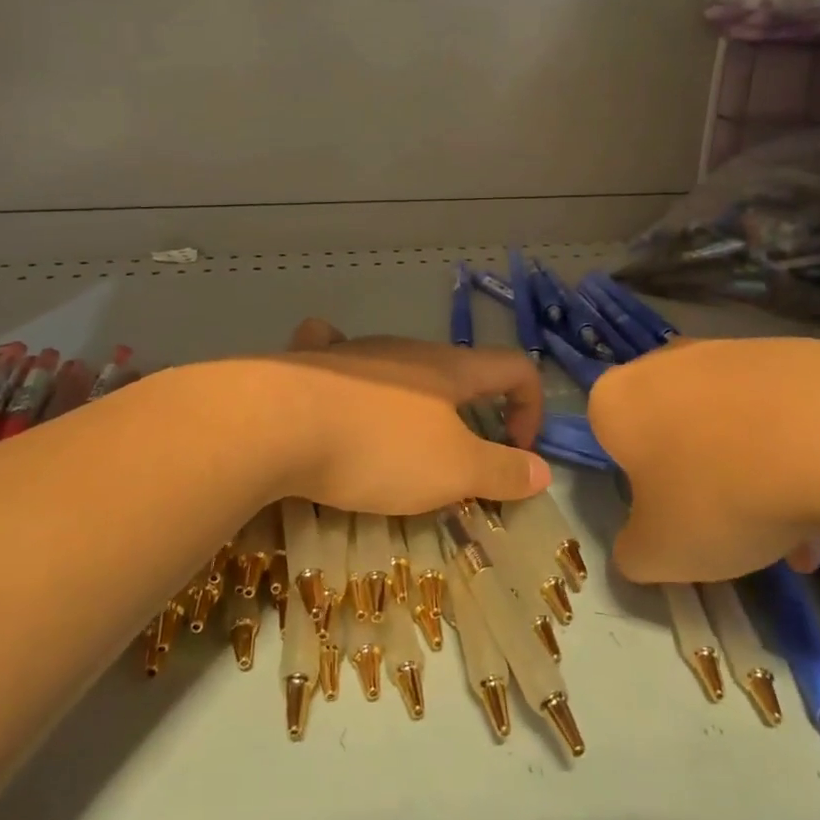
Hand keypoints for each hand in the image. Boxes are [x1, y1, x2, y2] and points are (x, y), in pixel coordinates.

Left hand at [270, 318, 550, 514]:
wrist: (278, 422)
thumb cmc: (379, 447)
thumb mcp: (453, 470)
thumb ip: (502, 470)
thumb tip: (541, 470)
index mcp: (450, 369)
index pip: (514, 367)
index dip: (530, 406)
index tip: (516, 452)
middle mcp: (407, 350)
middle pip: (457, 370)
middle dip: (470, 412)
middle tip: (456, 464)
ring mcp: (356, 351)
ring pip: (399, 365)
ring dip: (414, 401)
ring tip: (396, 449)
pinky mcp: (311, 362)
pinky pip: (336, 353)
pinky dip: (347, 370)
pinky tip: (336, 390)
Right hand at [591, 337, 819, 581]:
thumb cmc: (720, 494)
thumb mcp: (660, 553)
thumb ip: (633, 552)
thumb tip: (640, 545)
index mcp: (616, 400)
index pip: (611, 443)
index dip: (642, 488)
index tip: (676, 520)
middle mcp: (663, 363)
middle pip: (674, 433)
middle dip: (701, 482)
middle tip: (736, 532)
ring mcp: (726, 351)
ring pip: (728, 425)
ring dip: (752, 475)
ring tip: (800, 532)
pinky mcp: (785, 351)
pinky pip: (775, 411)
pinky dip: (792, 450)